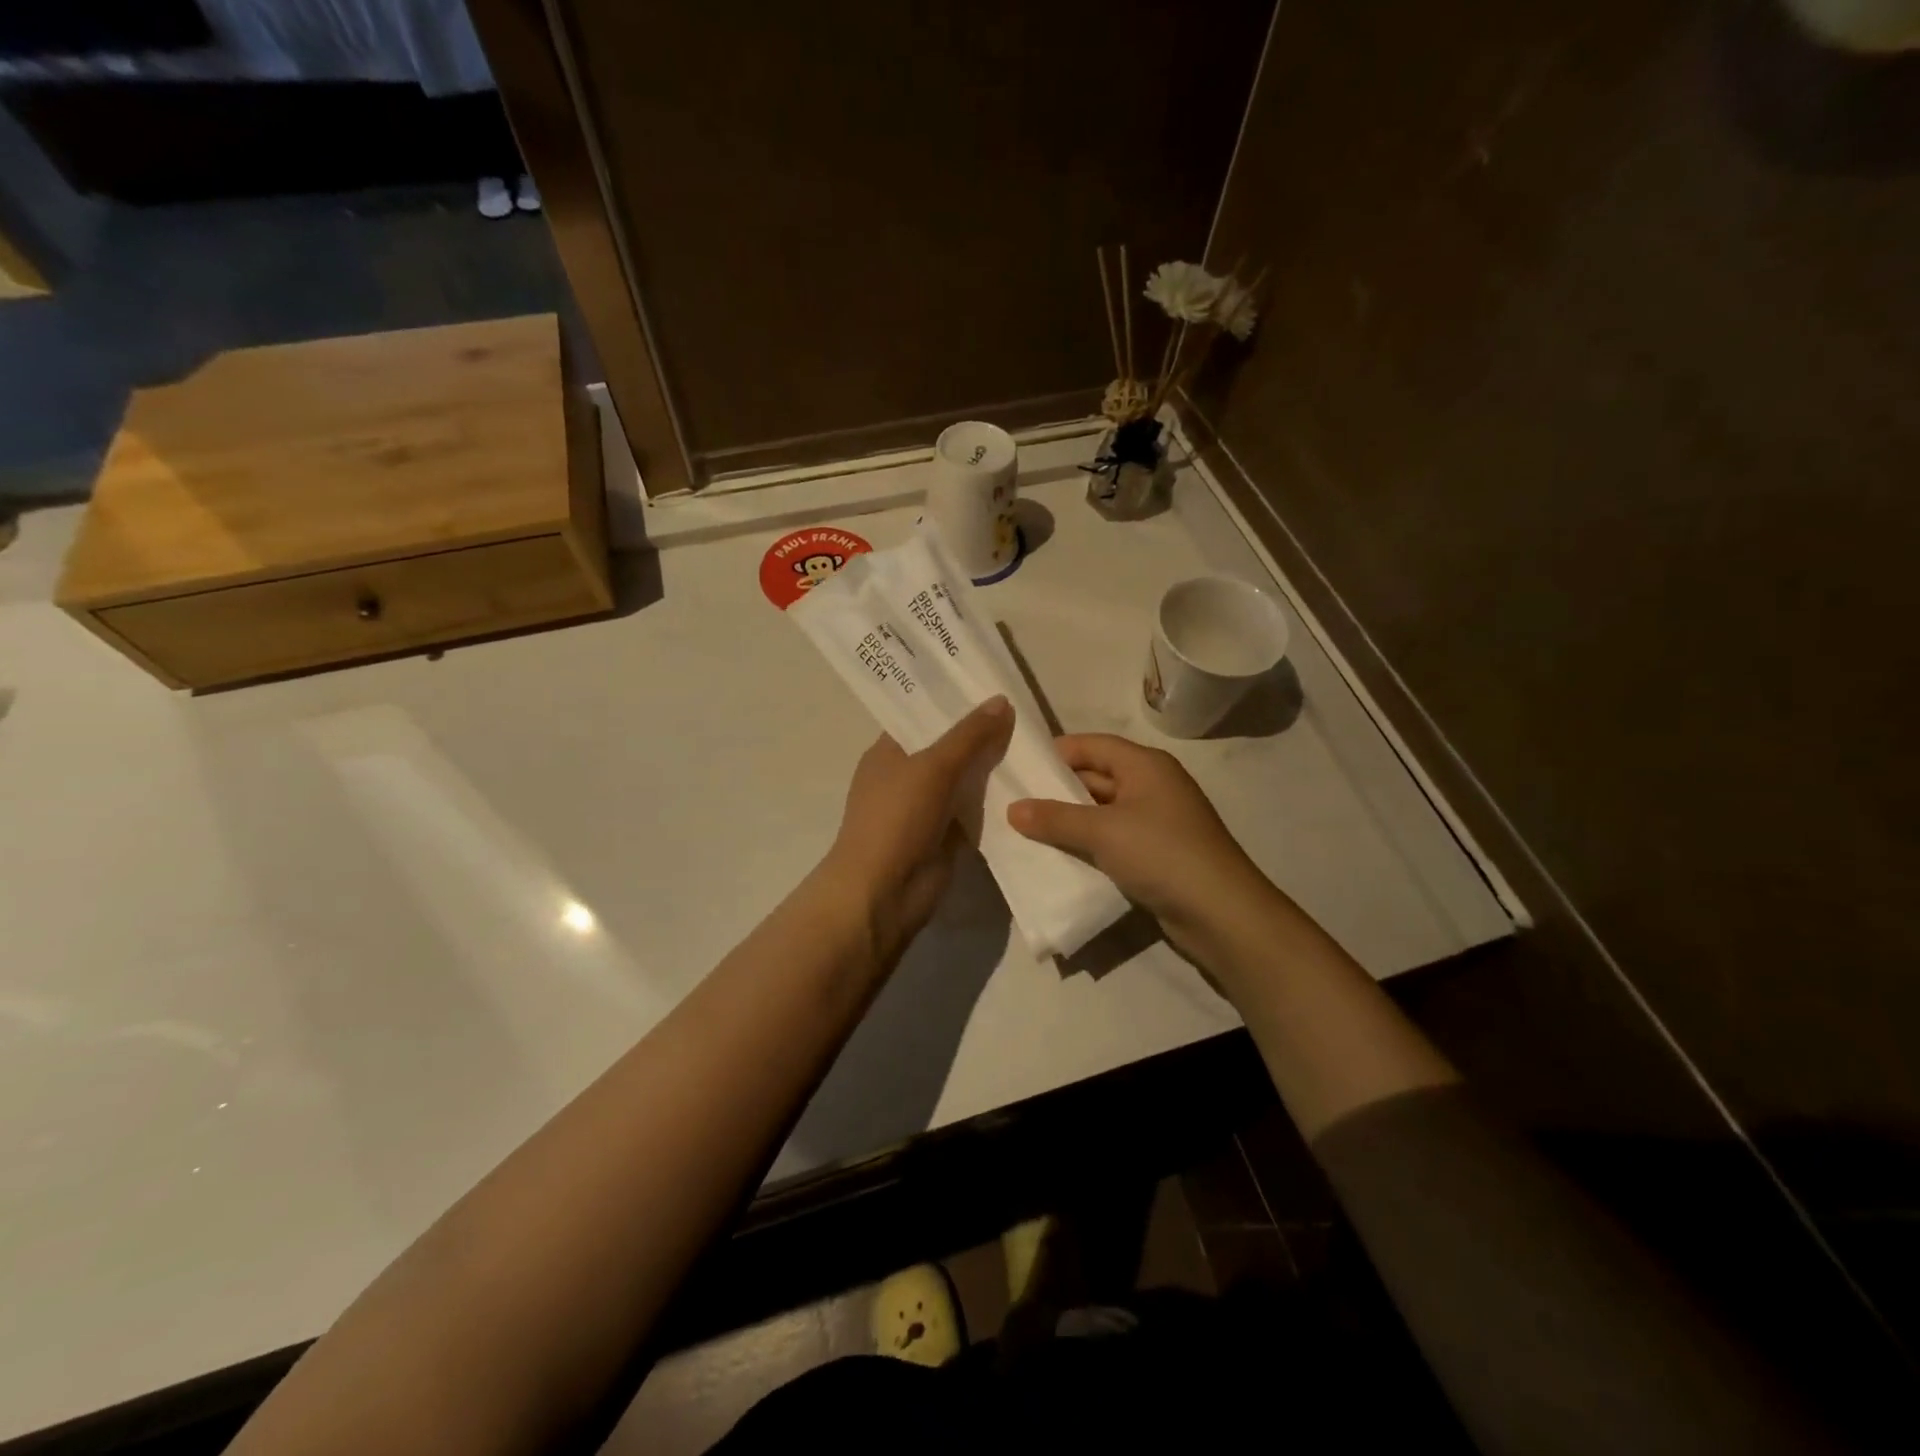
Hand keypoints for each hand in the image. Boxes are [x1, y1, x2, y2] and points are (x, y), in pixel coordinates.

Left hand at [821, 697, 1013, 963]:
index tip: (991, 684)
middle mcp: (906, 775)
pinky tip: (1030, 784)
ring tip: (1036, 742)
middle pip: (948, 746)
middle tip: (1025, 711)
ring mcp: (926, 807)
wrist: (884, 892)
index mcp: (889, 751)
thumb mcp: (933, 767)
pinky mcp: (946, 835)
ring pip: (965, 779)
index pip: (923, 716)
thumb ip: (969, 735)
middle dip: (981, 733)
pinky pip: (975, 810)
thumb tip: (1001, 701)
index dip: (953, 701)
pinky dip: (996, 801)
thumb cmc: (896, 819)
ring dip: (993, 767)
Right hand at [1007, 734, 1273, 955]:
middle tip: (1014, 802)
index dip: (1057, 753)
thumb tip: (1012, 809)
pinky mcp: (1156, 853)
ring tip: (1026, 830)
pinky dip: (1088, 844)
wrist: (1220, 913)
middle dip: (1057, 790)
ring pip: (1102, 811)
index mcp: (1145, 765)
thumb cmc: (1161, 853)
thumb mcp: (1102, 831)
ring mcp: (1156, 821)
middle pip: (1096, 777)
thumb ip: (1055, 818)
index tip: (1020, 768)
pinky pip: (1113, 839)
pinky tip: (1059, 856)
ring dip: (1070, 820)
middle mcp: (1152, 785)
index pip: (1093, 745)